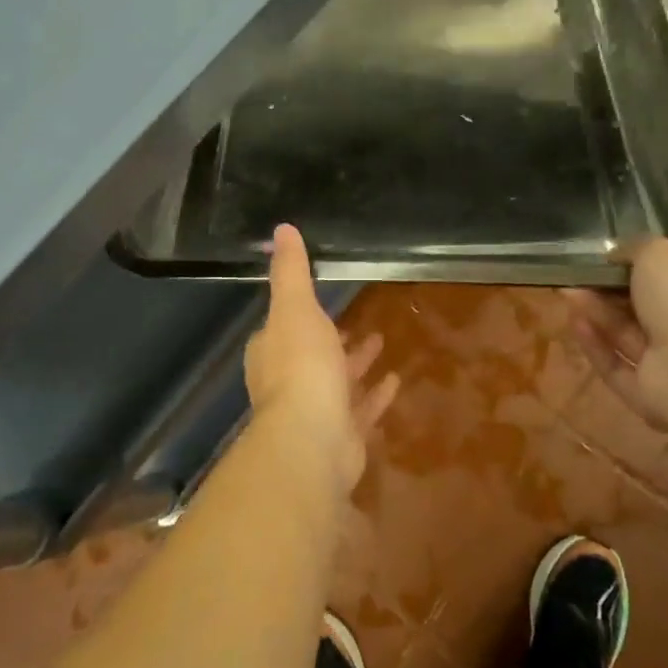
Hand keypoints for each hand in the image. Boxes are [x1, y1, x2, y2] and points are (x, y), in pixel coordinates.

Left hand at [244, 225, 399, 491]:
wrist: (313, 438)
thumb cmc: (301, 365)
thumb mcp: (296, 306)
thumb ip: (291, 271)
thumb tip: (281, 229)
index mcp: (272, 351)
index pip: (282, 328)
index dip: (300, 315)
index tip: (321, 301)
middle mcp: (288, 381)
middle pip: (313, 355)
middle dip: (333, 339)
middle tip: (359, 323)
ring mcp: (315, 411)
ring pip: (338, 382)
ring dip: (357, 363)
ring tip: (381, 341)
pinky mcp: (341, 435)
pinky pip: (361, 409)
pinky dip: (375, 395)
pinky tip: (396, 380)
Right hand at [563, 237, 667, 458]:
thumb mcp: (661, 253)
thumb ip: (635, 248)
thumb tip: (615, 255)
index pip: (665, 281)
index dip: (630, 269)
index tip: (600, 259)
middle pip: (640, 310)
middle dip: (605, 291)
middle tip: (574, 276)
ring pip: (625, 337)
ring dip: (596, 313)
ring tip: (566, 293)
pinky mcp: (648, 397)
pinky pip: (616, 368)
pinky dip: (595, 346)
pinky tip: (575, 323)